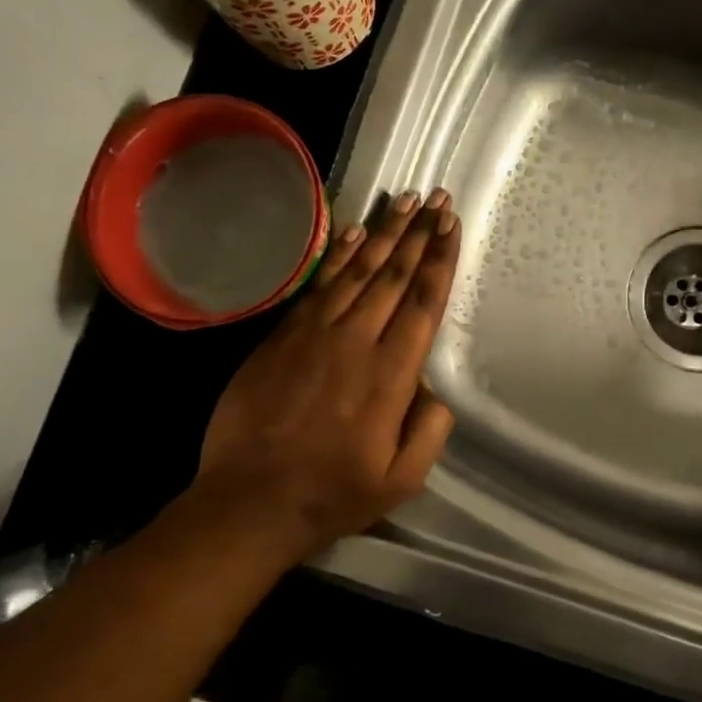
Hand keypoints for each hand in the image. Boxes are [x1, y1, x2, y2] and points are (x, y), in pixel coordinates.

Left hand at [170, 188, 460, 567]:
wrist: (249, 501)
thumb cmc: (333, 494)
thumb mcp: (402, 479)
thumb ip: (430, 429)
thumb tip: (430, 388)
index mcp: (390, 374)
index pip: (423, 302)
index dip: (440, 259)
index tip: (452, 225)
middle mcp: (355, 341)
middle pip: (394, 275)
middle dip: (420, 234)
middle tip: (438, 199)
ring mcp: (314, 333)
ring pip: (358, 271)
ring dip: (385, 233)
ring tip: (406, 201)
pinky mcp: (282, 336)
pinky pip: (319, 284)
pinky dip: (339, 255)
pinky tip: (354, 233)